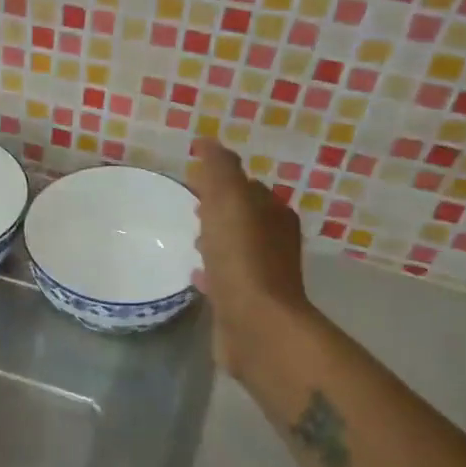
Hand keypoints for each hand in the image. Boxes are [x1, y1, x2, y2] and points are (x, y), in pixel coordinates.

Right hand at [186, 137, 310, 372]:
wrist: (256, 325)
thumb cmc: (242, 258)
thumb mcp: (229, 201)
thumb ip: (219, 169)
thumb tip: (208, 142)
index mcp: (274, 214)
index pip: (249, 188)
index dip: (223, 180)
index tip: (196, 177)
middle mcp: (274, 243)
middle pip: (243, 218)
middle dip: (220, 210)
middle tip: (192, 206)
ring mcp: (261, 275)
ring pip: (235, 248)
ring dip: (216, 241)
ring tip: (191, 239)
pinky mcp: (245, 304)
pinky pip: (226, 279)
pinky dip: (212, 272)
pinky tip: (195, 275)